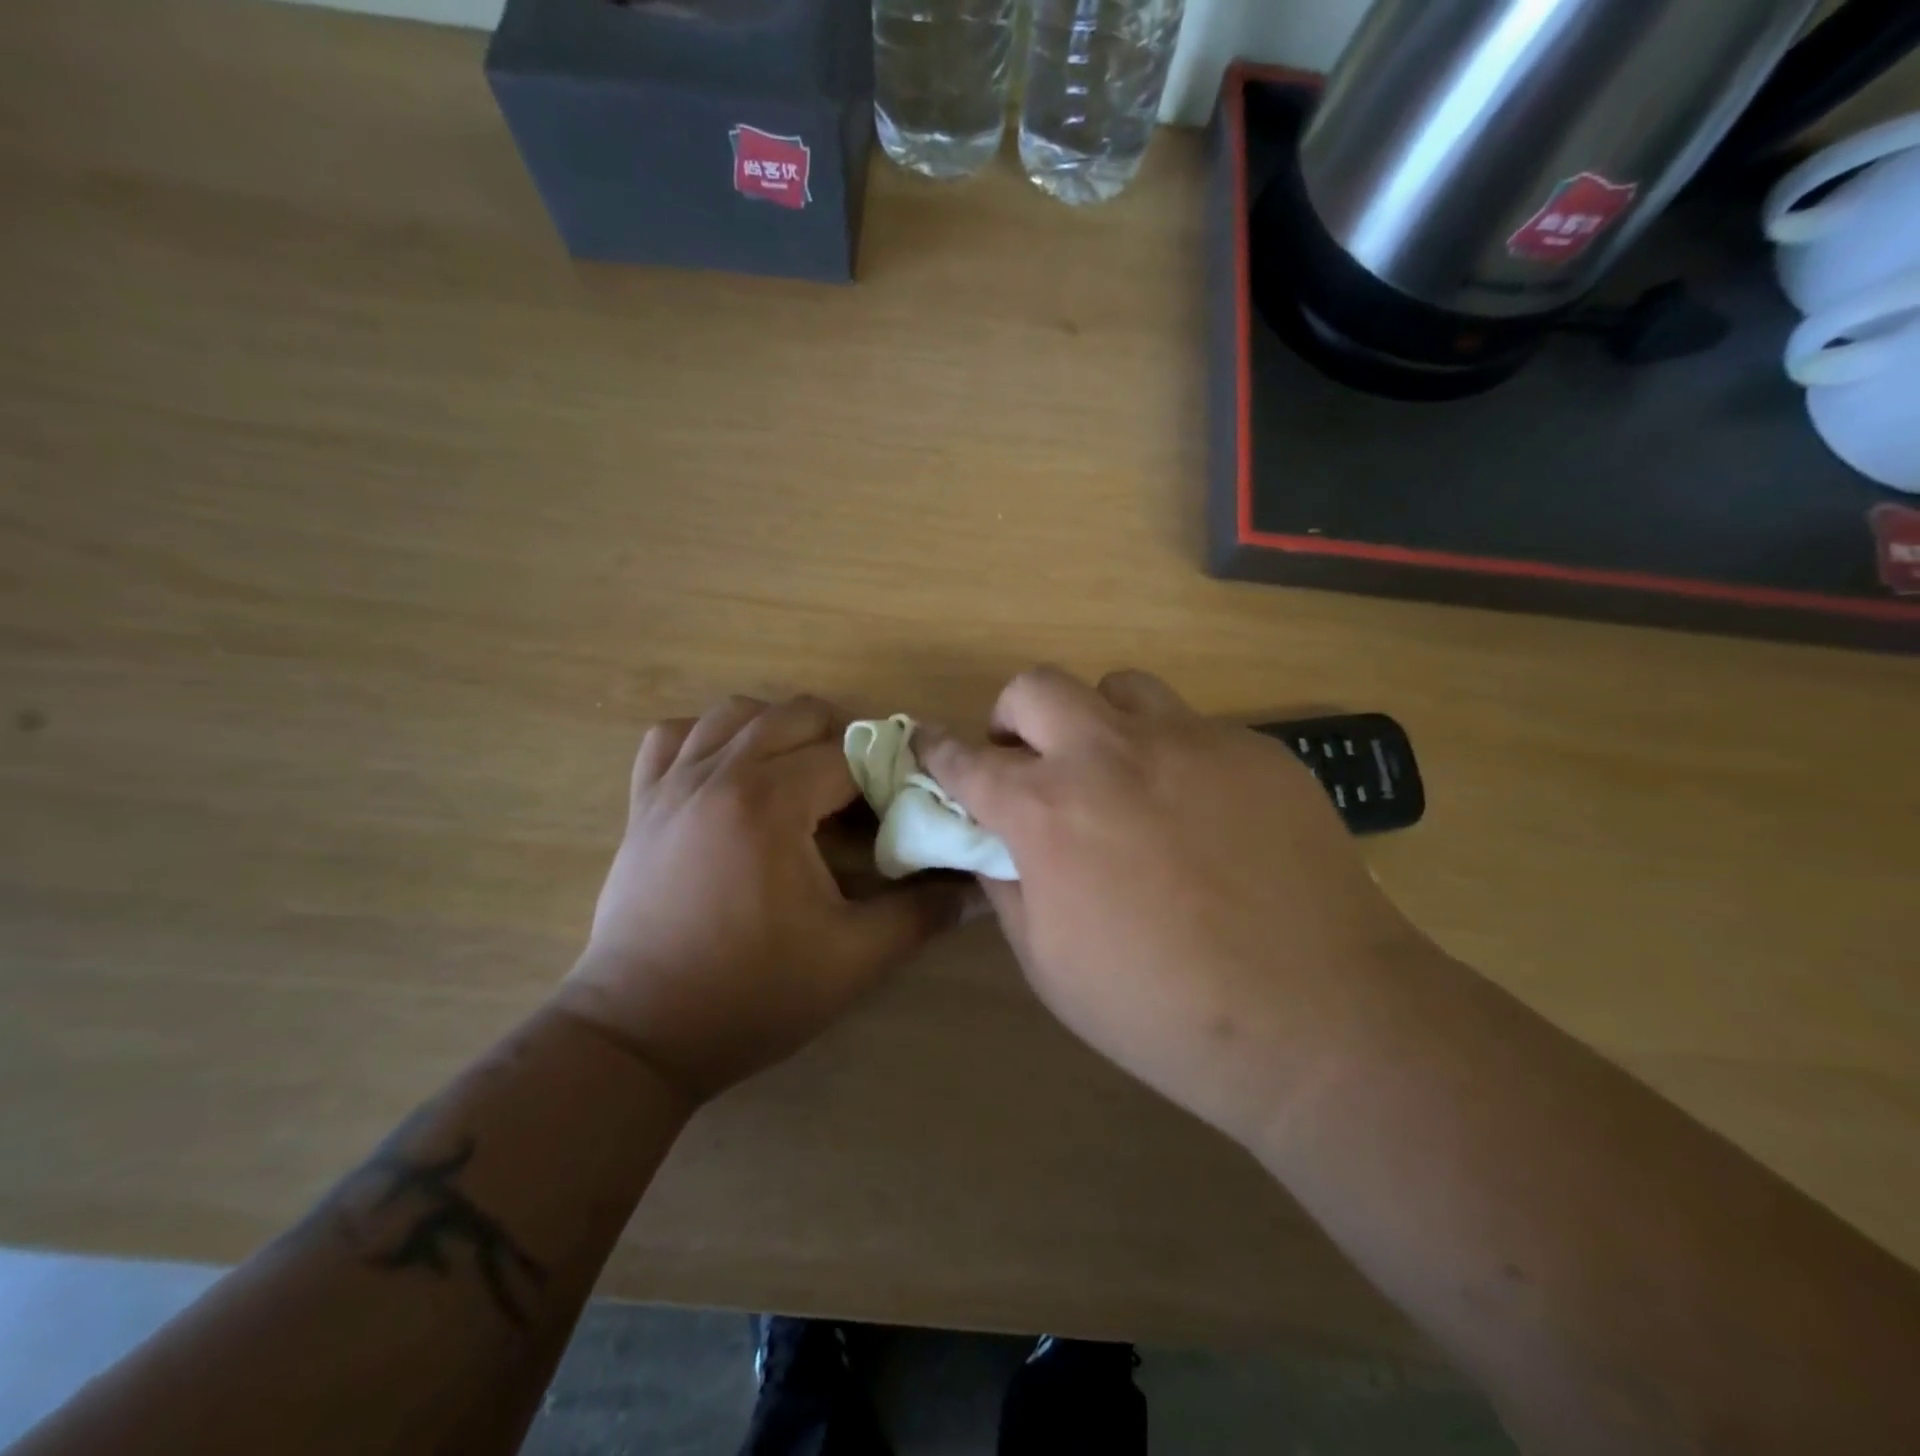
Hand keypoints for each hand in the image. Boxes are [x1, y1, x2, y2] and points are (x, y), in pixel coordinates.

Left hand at [558, 695, 973, 1102]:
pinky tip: (728, 771)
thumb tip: (980, 887)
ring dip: (779, 730)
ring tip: (800, 777)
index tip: (904, 805)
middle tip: (860, 795)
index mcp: (770, 802)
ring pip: (734, 713)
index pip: (849, 753)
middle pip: (796, 715)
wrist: (640, 1035)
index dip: (887, 773)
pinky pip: (673, 737)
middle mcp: (719, 774)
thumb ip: (922, 913)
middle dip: (841, 742)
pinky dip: (708, 737)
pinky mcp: (643, 804)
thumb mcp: (852, 959)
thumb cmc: (751, 996)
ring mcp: (672, 784)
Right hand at [921, 668, 1431, 1144]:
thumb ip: (1009, 888)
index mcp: (1048, 811)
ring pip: (1119, 687)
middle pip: (1036, 687)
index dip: (936, 749)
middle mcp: (1110, 754)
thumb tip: (994, 847)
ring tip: (1115, 773)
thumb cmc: (1161, 1009)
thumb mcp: (1050, 966)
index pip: (967, 760)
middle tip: (1027, 760)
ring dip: (1096, 721)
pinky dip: (1170, 755)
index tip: (925, 743)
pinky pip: (1193, 728)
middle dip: (1012, 716)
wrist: (1317, 1019)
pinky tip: (1199, 813)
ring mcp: (1190, 741)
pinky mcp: (1254, 749)